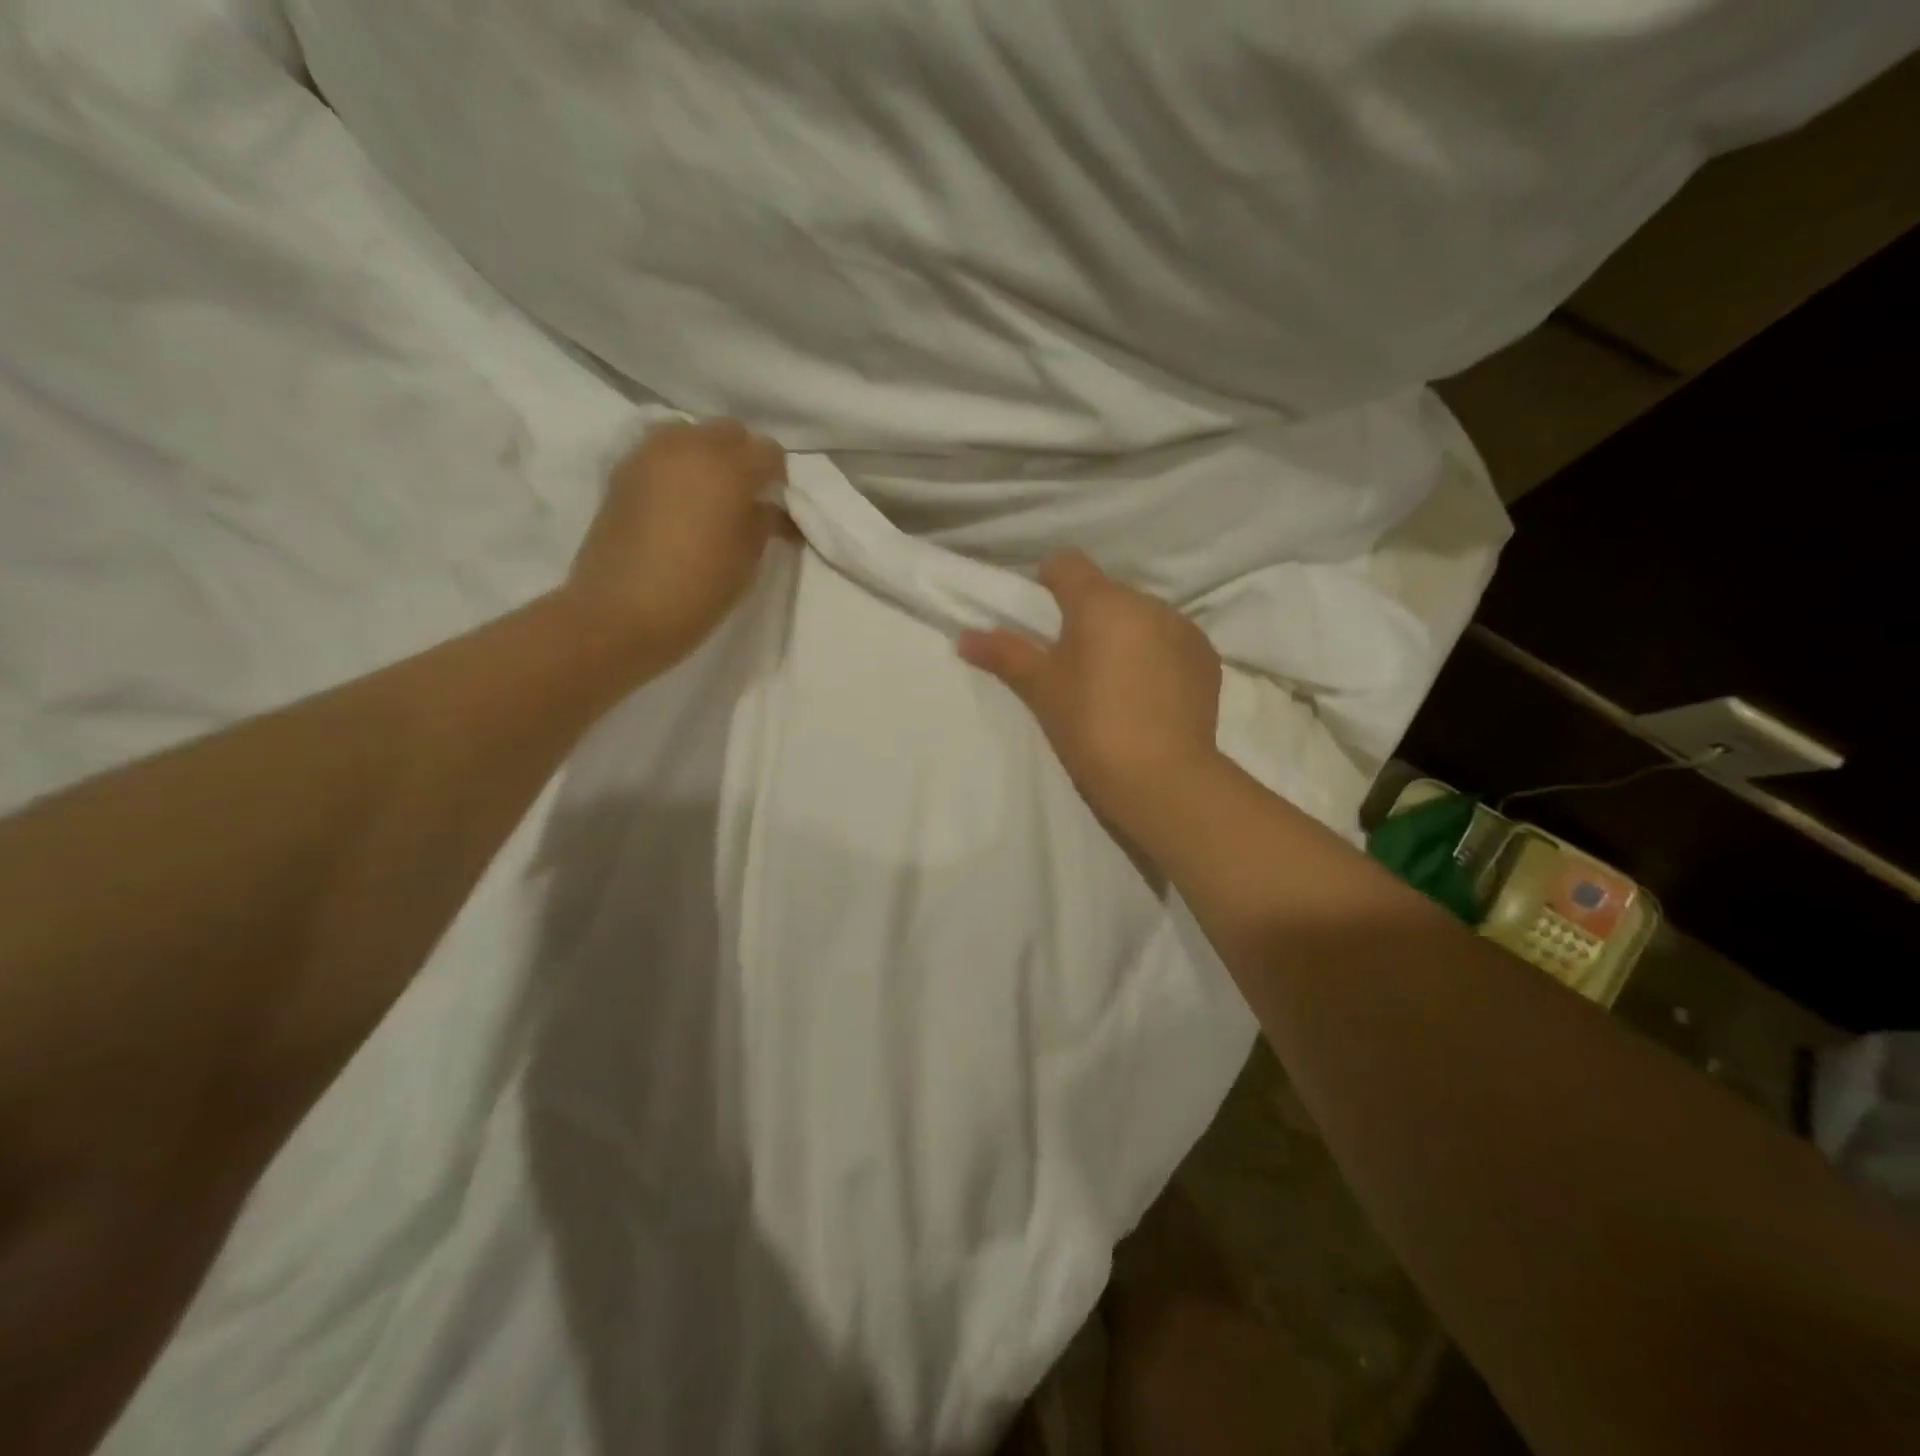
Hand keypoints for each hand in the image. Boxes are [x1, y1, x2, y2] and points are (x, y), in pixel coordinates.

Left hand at [565, 418, 788, 668]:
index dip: (778, 476)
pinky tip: (679, 499)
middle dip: (743, 456)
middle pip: (728, 431)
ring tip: (709, 493)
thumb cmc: (698, 590)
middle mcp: (689, 447)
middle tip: (747, 495)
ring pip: (690, 433)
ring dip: (706, 454)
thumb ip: (763, 522)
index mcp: (728, 468)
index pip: (768, 451)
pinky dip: (677, 465)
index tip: (778, 502)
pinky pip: (660, 451)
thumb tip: (770, 507)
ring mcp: (650, 455)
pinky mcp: (623, 471)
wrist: (621, 612)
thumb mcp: (747, 560)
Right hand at [959, 550, 1223, 832]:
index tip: (1041, 615)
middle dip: (1089, 617)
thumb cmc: (1090, 725)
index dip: (1048, 581)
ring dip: (1125, 636)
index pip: (1067, 563)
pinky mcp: (1207, 659)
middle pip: (1107, 593)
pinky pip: (1171, 642)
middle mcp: (1147, 603)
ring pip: (1142, 618)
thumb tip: (964, 637)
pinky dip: (1156, 656)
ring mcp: (1183, 629)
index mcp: (1101, 602)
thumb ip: (1004, 655)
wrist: (1162, 778)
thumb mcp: (1041, 689)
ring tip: (1115, 683)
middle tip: (1075, 663)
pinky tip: (1148, 696)